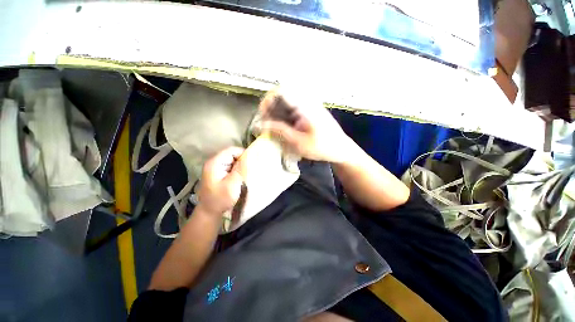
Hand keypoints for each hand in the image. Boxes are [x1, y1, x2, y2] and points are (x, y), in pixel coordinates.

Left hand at [196, 147, 244, 216]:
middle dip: (242, 160)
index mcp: (215, 163)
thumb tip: (249, 156)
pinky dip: (237, 170)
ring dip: (240, 166)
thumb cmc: (221, 199)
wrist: (209, 212)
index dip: (243, 154)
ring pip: (232, 160)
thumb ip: (241, 169)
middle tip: (250, 170)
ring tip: (246, 173)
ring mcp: (215, 167)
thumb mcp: (232, 184)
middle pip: (232, 154)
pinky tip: (241, 176)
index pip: (232, 150)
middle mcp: (214, 162)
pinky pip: (230, 166)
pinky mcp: (218, 172)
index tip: (252, 163)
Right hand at [259, 88, 351, 162]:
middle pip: (281, 96)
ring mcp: (307, 107)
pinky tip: (282, 129)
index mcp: (305, 106)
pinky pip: (291, 110)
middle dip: (270, 109)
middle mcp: (306, 102)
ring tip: (272, 128)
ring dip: (276, 114)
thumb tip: (261, 125)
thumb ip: (280, 131)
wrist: (341, 149)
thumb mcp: (299, 142)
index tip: (263, 114)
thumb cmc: (322, 147)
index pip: (281, 91)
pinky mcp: (308, 113)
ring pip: (285, 104)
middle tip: (266, 124)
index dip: (268, 100)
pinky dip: (283, 118)